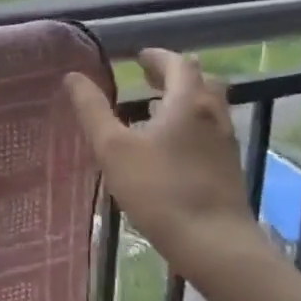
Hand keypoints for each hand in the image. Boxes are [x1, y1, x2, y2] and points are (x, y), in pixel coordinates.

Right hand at [64, 48, 263, 269]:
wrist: (213, 243)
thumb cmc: (159, 189)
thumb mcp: (113, 148)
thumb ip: (92, 110)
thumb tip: (73, 77)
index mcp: (188, 103)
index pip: (178, 64)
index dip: (157, 57)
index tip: (137, 57)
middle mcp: (213, 116)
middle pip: (201, 81)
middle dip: (174, 75)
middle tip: (148, 78)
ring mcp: (225, 143)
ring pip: (208, 108)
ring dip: (183, 100)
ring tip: (154, 110)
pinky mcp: (227, 169)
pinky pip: (209, 132)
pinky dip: (190, 125)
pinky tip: (168, 147)